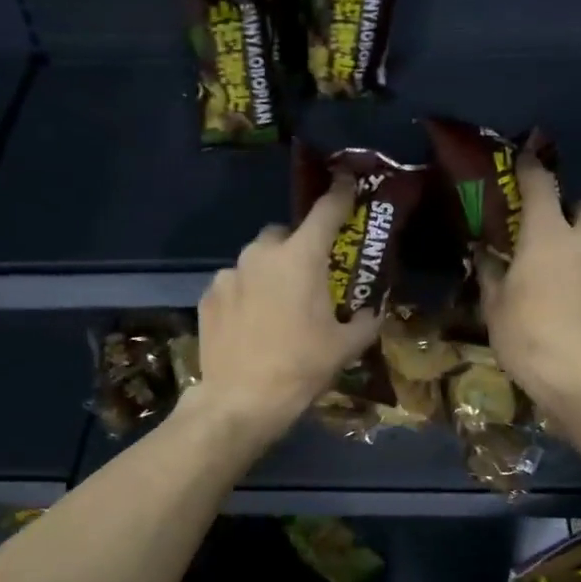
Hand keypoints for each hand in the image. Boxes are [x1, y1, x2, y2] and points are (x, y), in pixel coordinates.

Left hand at [191, 179, 380, 440]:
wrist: (240, 400)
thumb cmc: (300, 368)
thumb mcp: (345, 347)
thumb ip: (365, 321)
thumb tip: (372, 312)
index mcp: (301, 258)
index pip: (326, 211)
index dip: (340, 194)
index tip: (347, 181)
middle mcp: (261, 255)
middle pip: (284, 234)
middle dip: (297, 246)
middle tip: (308, 277)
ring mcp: (229, 274)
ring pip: (255, 259)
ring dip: (269, 271)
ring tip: (277, 304)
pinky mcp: (208, 296)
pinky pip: (234, 283)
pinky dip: (246, 292)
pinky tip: (251, 322)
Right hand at [478, 157, 580, 434]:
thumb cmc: (529, 340)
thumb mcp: (495, 309)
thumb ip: (492, 275)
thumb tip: (486, 256)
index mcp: (548, 236)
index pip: (541, 185)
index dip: (531, 170)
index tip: (526, 161)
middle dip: (574, 216)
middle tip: (556, 240)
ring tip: (578, 285)